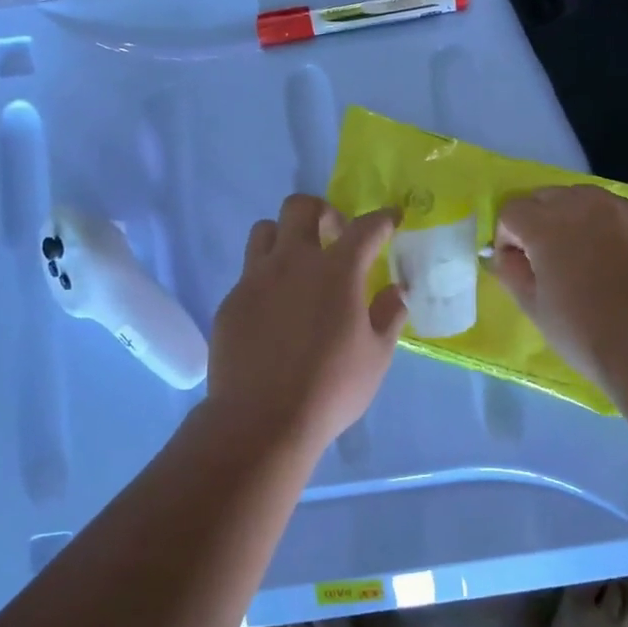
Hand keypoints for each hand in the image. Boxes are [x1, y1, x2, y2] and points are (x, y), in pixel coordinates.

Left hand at [207, 195, 406, 448]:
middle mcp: (293, 262)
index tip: (391, 219)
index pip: (365, 228)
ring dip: (286, 236)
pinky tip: (275, 310)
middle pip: (301, 207)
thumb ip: (389, 315)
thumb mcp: (376, 356)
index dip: (382, 219)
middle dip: (322, 211)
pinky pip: (248, 273)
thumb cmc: (331, 388)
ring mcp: (256, 279)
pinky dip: (266, 278)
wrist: (261, 419)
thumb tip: (396, 290)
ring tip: (298, 265)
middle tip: (334, 236)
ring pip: (265, 230)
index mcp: (337, 271)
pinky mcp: (231, 301)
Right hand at [490, 185, 627, 385]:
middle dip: (539, 222)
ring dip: (575, 219)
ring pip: (585, 199)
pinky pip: (621, 213)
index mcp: (545, 224)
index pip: (512, 211)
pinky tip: (621, 261)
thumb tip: (506, 256)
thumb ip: (511, 272)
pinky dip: (612, 228)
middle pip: (547, 197)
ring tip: (586, 255)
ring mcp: (622, 208)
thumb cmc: (583, 331)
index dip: (508, 238)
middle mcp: (582, 203)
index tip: (517, 265)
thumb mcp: (533, 307)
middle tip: (549, 259)